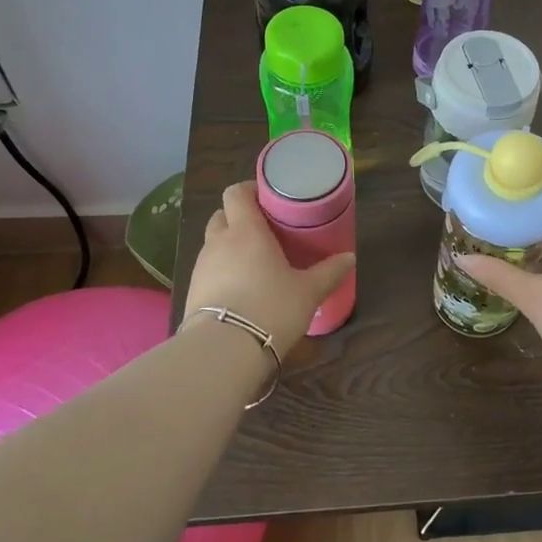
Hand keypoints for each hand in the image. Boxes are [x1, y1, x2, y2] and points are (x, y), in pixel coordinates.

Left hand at [182, 182, 354, 351]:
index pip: (236, 193)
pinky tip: (240, 289)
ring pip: (214, 244)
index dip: (249, 190)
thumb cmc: (271, 308)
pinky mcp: (192, 292)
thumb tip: (349, 258)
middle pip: (222, 216)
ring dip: (230, 246)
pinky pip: (208, 270)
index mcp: (246, 231)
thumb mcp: (308, 292)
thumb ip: (329, 272)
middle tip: (264, 231)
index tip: (268, 198)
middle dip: (239, 218)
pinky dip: (222, 272)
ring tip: (255, 263)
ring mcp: (201, 267)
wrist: (224, 351)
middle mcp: (219, 242)